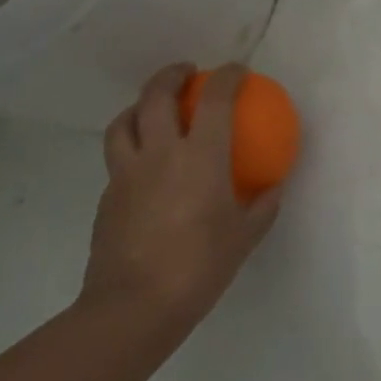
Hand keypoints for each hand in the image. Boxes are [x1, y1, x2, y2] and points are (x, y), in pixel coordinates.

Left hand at [80, 63, 281, 346]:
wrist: (132, 309)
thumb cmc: (199, 267)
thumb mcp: (244, 237)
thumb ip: (262, 206)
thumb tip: (273, 188)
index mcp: (200, 156)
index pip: (214, 99)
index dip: (227, 76)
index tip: (237, 71)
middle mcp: (160, 154)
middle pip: (155, 96)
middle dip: (171, 75)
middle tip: (186, 73)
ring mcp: (127, 174)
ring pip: (123, 122)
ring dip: (139, 107)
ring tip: (152, 110)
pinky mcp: (106, 198)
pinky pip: (117, 159)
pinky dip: (130, 148)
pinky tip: (143, 167)